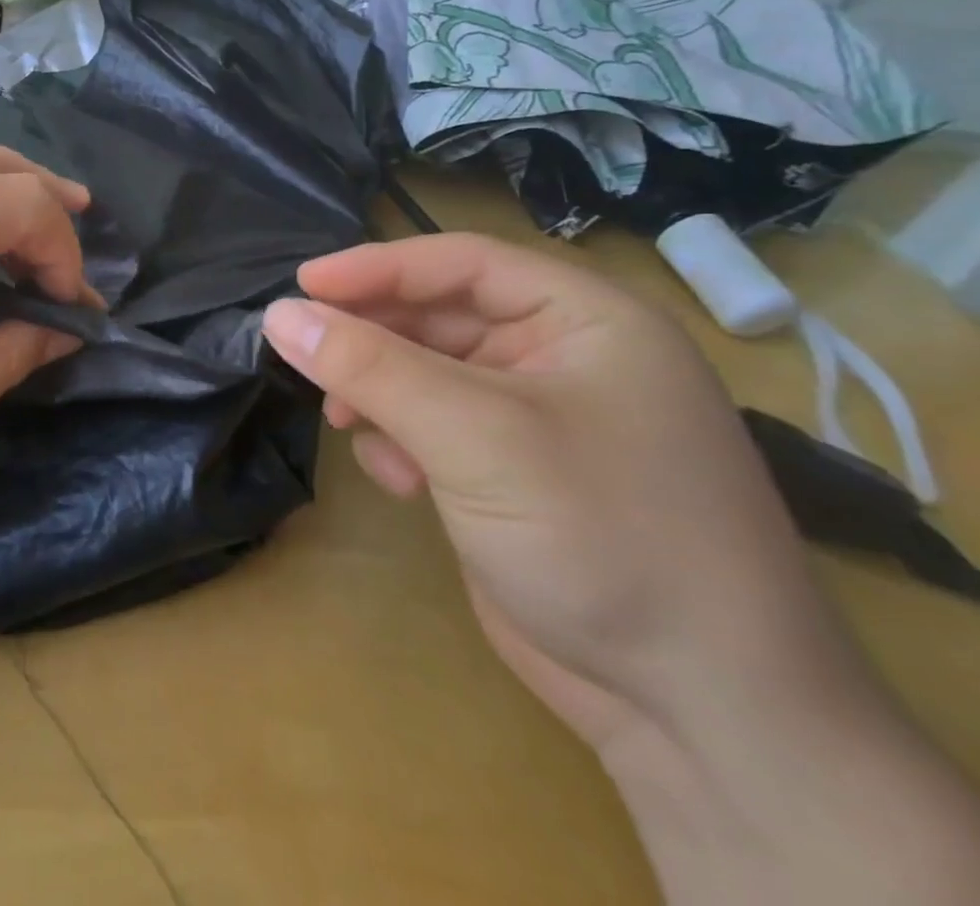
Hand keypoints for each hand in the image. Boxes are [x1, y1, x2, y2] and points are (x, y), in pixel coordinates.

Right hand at [261, 233, 858, 753]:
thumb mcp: (475, 436)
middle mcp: (564, 358)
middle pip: (438, 317)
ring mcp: (538, 420)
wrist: (701, 716)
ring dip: (379, 392)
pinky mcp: (511, 474)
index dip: (377, 267)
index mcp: (587, 321)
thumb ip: (369, 367)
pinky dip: (401, 440)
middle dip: (372, 339)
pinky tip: (397, 479)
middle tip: (306, 355)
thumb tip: (278, 314)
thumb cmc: (601, 535)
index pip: (462, 263)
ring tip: (346, 420)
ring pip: (426, 374)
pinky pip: (433, 427)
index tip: (300, 285)